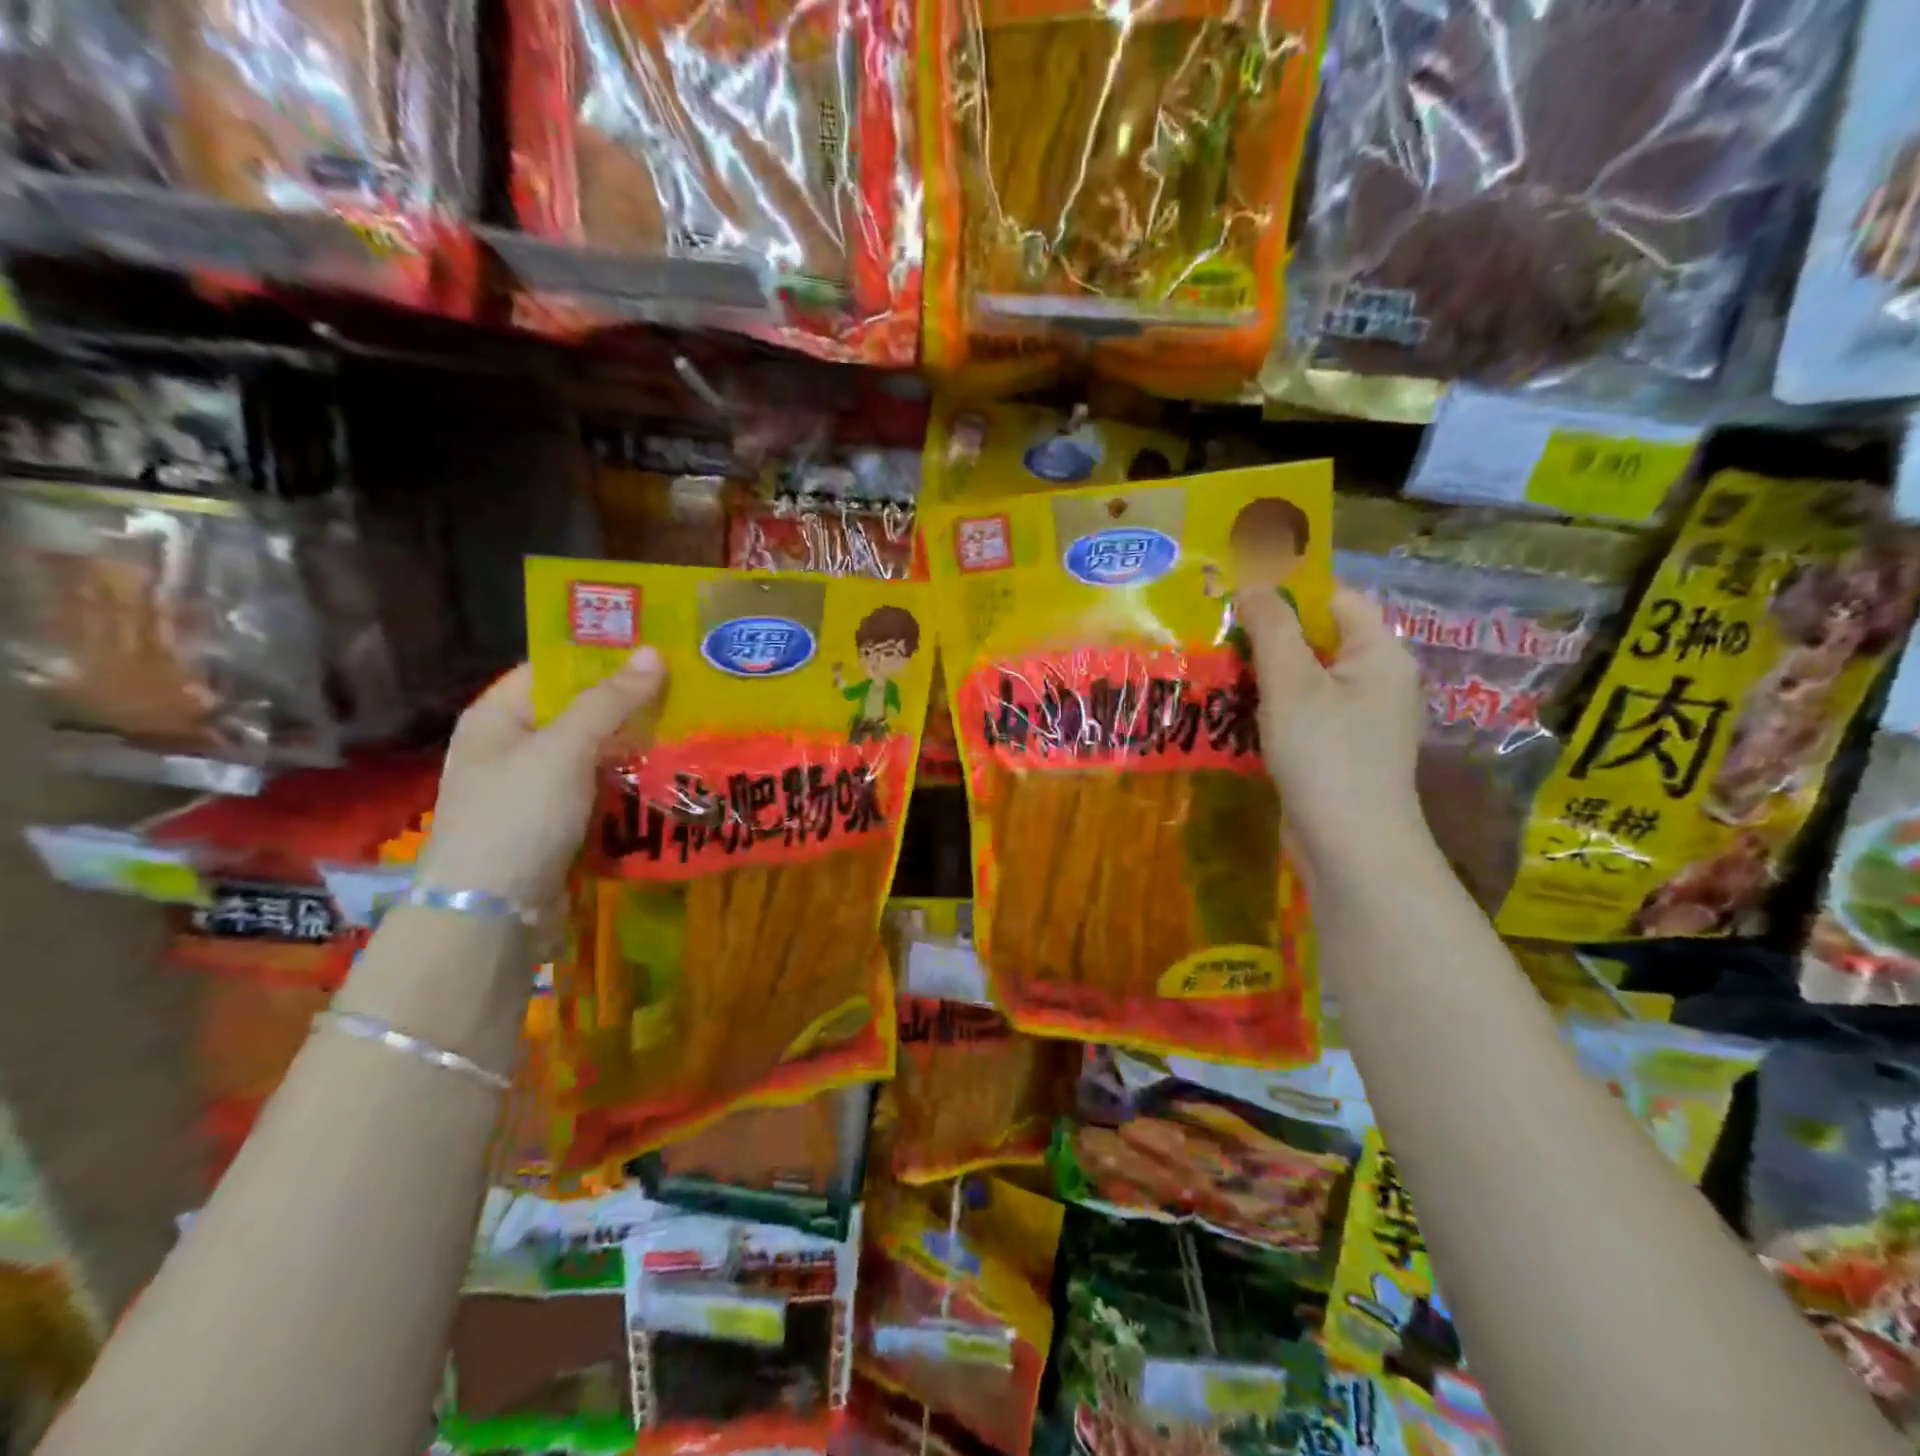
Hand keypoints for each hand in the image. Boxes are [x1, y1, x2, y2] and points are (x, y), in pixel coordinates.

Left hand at [413, 650, 667, 909]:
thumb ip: (609, 702)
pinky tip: (672, 773)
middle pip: (578, 711)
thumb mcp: (563, 750)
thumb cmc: (517, 817)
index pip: (553, 669)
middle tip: (686, 686)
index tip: (655, 648)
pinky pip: (601, 790)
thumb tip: (653, 653)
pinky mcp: (559, 824)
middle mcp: (513, 747)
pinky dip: (631, 782)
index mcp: (497, 717)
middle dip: (629, 702)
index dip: (600, 656)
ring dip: (636, 745)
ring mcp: (536, 789)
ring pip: (595, 754)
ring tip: (690, 725)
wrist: (492, 915)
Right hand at [1237, 587, 1426, 882]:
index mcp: (1378, 654)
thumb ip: (1272, 628)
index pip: (1336, 600)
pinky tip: (1232, 713)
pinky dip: (1270, 709)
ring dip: (1262, 675)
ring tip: (1215, 671)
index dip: (1289, 593)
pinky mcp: (1338, 751)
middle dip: (1267, 636)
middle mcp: (1375, 681)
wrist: (1349, 845)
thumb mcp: (1291, 683)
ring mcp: (1358, 720)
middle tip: (1217, 634)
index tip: (1237, 598)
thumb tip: (1253, 584)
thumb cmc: (1325, 754)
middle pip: (1318, 639)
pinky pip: (1302, 714)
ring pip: (1305, 680)